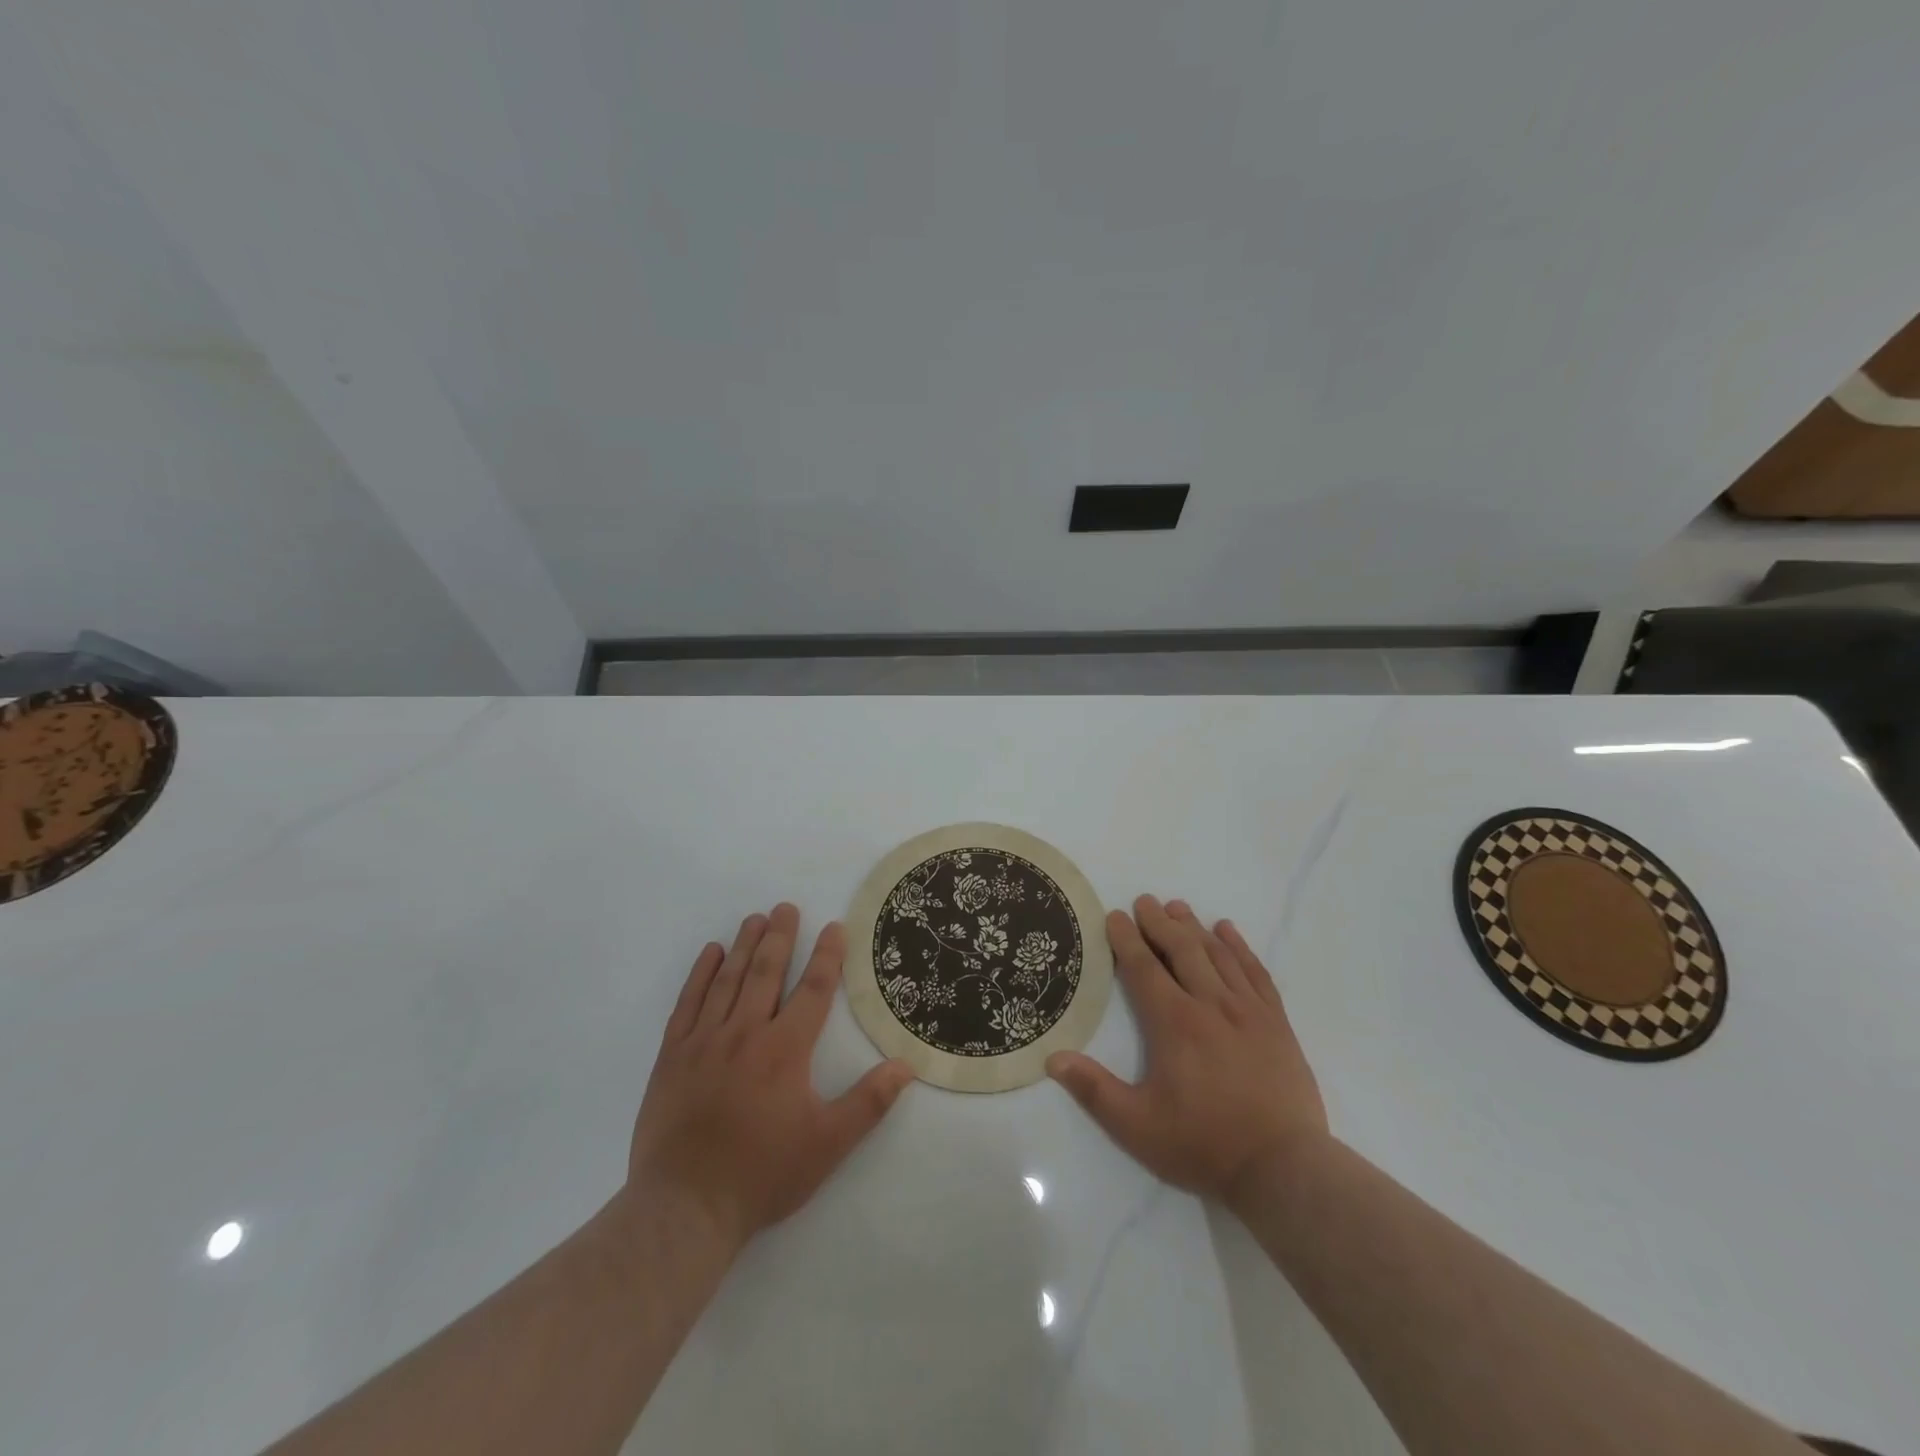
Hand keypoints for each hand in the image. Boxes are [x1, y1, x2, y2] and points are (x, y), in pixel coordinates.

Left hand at [626, 904, 914, 1251]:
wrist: (684, 1209)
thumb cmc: (762, 1175)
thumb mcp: (827, 1145)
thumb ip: (868, 1102)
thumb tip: (906, 1065)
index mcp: (784, 1051)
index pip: (813, 990)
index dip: (827, 956)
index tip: (835, 928)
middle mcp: (745, 1034)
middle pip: (766, 973)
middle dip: (781, 937)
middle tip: (787, 907)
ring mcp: (704, 1042)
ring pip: (727, 980)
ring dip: (744, 945)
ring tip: (756, 918)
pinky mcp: (672, 1056)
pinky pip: (688, 1002)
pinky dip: (700, 974)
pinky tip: (711, 953)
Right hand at [1046, 895, 1327, 1207]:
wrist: (1284, 1167)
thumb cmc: (1204, 1145)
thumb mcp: (1137, 1127)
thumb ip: (1094, 1090)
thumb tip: (1053, 1058)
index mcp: (1174, 1023)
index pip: (1144, 968)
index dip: (1126, 939)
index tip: (1115, 917)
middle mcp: (1210, 1004)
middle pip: (1181, 949)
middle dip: (1159, 922)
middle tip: (1144, 902)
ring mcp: (1248, 1010)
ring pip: (1217, 954)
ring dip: (1194, 927)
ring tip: (1177, 907)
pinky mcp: (1276, 1022)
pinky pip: (1255, 971)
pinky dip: (1239, 947)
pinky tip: (1227, 931)